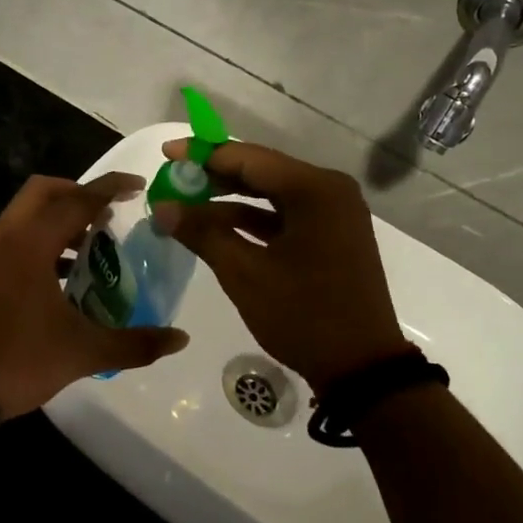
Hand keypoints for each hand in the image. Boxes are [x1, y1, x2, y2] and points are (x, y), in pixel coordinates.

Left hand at [0, 174, 189, 422]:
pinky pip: (15, 236)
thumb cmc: (19, 359)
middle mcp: (6, 236)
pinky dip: (41, 239)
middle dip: (78, 193)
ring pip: (26, 213)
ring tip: (91, 244)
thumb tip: (180, 338)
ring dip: (59, 218)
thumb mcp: (83, 352)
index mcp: (31, 243)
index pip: (78, 200)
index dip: (110, 188)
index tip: (138, 186)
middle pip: (44, 191)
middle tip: (108, 214)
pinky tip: (62, 274)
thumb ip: (135, 343)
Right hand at [154, 140, 405, 395]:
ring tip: (186, 204)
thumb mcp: (245, 273)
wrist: (361, 368)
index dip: (203, 155)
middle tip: (172, 180)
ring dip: (230, 199)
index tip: (166, 154)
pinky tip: (216, 227)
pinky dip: (252, 219)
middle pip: (261, 171)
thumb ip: (202, 233)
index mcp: (314, 189)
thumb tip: (162, 207)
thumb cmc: (303, 315)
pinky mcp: (331, 235)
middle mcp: (329, 190)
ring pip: (271, 193)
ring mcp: (333, 213)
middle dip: (214, 176)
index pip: (248, 158)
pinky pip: (284, 214)